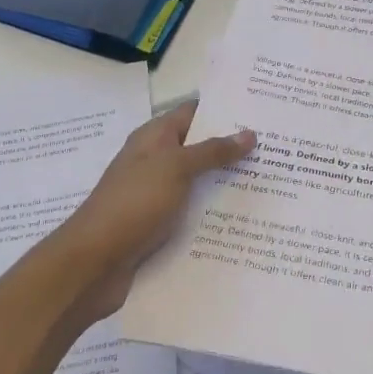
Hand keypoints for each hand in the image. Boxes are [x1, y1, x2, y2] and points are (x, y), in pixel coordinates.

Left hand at [51, 102, 253, 320]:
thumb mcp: (175, 169)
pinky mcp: (160, 227)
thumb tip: (249, 133)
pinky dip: (215, 214)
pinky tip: (247, 220)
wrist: (93, 264)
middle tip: (279, 148)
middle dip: (234, 148)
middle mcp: (156, 162)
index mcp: (154, 139)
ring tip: (273, 182)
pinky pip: (194, 213)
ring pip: (199, 183)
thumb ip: (212, 151)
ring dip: (228, 183)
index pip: (193, 112)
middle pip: (200, 148)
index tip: (261, 109)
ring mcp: (157, 196)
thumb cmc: (132, 204)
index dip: (224, 109)